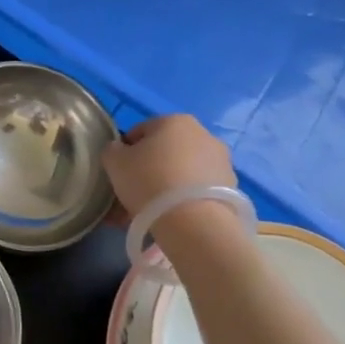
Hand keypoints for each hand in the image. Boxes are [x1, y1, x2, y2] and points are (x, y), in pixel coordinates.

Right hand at [101, 114, 237, 227]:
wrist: (194, 222)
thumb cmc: (149, 182)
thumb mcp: (114, 162)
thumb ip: (113, 150)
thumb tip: (119, 150)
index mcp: (174, 120)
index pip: (140, 131)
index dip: (125, 152)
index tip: (119, 174)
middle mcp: (202, 133)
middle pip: (165, 151)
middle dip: (148, 170)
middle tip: (133, 195)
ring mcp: (221, 161)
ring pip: (182, 172)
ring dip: (167, 187)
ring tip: (151, 213)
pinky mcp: (231, 187)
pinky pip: (198, 190)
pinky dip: (185, 200)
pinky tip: (171, 219)